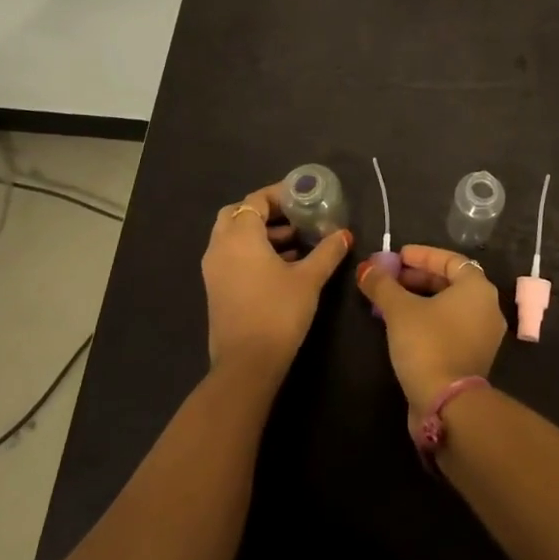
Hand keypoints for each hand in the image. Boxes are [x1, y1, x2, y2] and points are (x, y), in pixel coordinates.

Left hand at [203, 186, 351, 379]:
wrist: (246, 364)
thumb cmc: (278, 312)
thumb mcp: (309, 279)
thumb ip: (327, 252)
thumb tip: (344, 234)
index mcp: (240, 236)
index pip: (255, 200)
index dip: (280, 195)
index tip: (304, 198)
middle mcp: (220, 247)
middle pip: (238, 214)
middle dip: (266, 212)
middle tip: (294, 218)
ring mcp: (214, 269)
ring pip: (233, 237)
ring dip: (261, 233)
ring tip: (295, 243)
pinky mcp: (216, 289)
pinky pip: (232, 256)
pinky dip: (252, 251)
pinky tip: (282, 266)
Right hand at [357, 244, 506, 414]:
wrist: (447, 404)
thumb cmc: (427, 344)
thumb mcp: (399, 310)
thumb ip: (382, 285)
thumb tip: (366, 269)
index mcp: (478, 288)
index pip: (450, 260)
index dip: (422, 255)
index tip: (397, 256)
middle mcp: (487, 308)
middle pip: (450, 282)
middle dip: (418, 278)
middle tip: (390, 278)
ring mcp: (483, 335)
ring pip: (449, 306)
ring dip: (420, 299)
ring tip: (390, 300)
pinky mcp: (473, 357)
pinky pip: (450, 326)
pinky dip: (428, 319)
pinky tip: (402, 325)